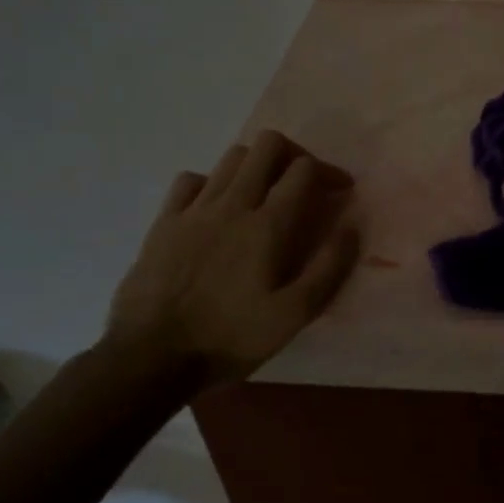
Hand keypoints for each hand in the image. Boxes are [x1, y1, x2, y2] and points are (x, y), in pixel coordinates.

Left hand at [105, 130, 359, 384]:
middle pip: (266, 146)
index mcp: (268, 226)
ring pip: (231, 157)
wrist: (152, 356)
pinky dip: (213, 183)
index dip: (329, 171)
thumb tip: (350, 228)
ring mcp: (193, 210)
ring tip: (266, 195)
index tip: (340, 191)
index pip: (303, 170)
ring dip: (257, 166)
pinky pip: (191, 180)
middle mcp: (232, 205)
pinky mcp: (164, 222)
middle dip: (294, 155)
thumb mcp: (295, 315)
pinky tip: (218, 208)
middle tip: (304, 183)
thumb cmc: (231, 338)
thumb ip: (328, 268)